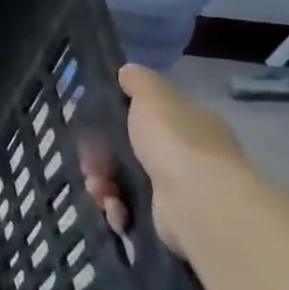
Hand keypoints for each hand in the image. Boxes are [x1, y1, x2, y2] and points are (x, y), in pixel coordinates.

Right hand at [81, 64, 248, 251]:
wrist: (198, 202)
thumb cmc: (174, 142)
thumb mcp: (153, 98)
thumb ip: (139, 82)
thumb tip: (128, 70)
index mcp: (189, 123)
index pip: (148, 117)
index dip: (116, 121)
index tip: (93, 128)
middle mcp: (188, 155)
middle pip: (129, 151)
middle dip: (102, 159)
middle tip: (90, 166)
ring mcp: (179, 189)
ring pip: (125, 181)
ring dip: (104, 186)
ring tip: (100, 193)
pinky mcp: (167, 219)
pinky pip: (132, 210)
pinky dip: (119, 211)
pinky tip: (116, 212)